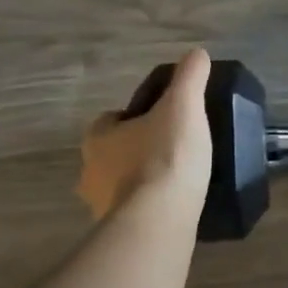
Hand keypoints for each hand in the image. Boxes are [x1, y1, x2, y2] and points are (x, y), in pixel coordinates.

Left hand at [78, 49, 213, 220]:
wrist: (158, 220)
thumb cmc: (165, 156)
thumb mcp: (183, 106)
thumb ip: (189, 78)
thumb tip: (197, 53)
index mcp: (98, 137)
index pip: (109, 120)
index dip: (133, 117)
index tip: (160, 119)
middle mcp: (90, 172)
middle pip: (113, 154)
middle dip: (136, 151)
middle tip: (172, 150)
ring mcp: (99, 207)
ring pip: (120, 186)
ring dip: (140, 183)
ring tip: (176, 181)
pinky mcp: (117, 233)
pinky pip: (132, 214)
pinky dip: (148, 209)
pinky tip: (172, 208)